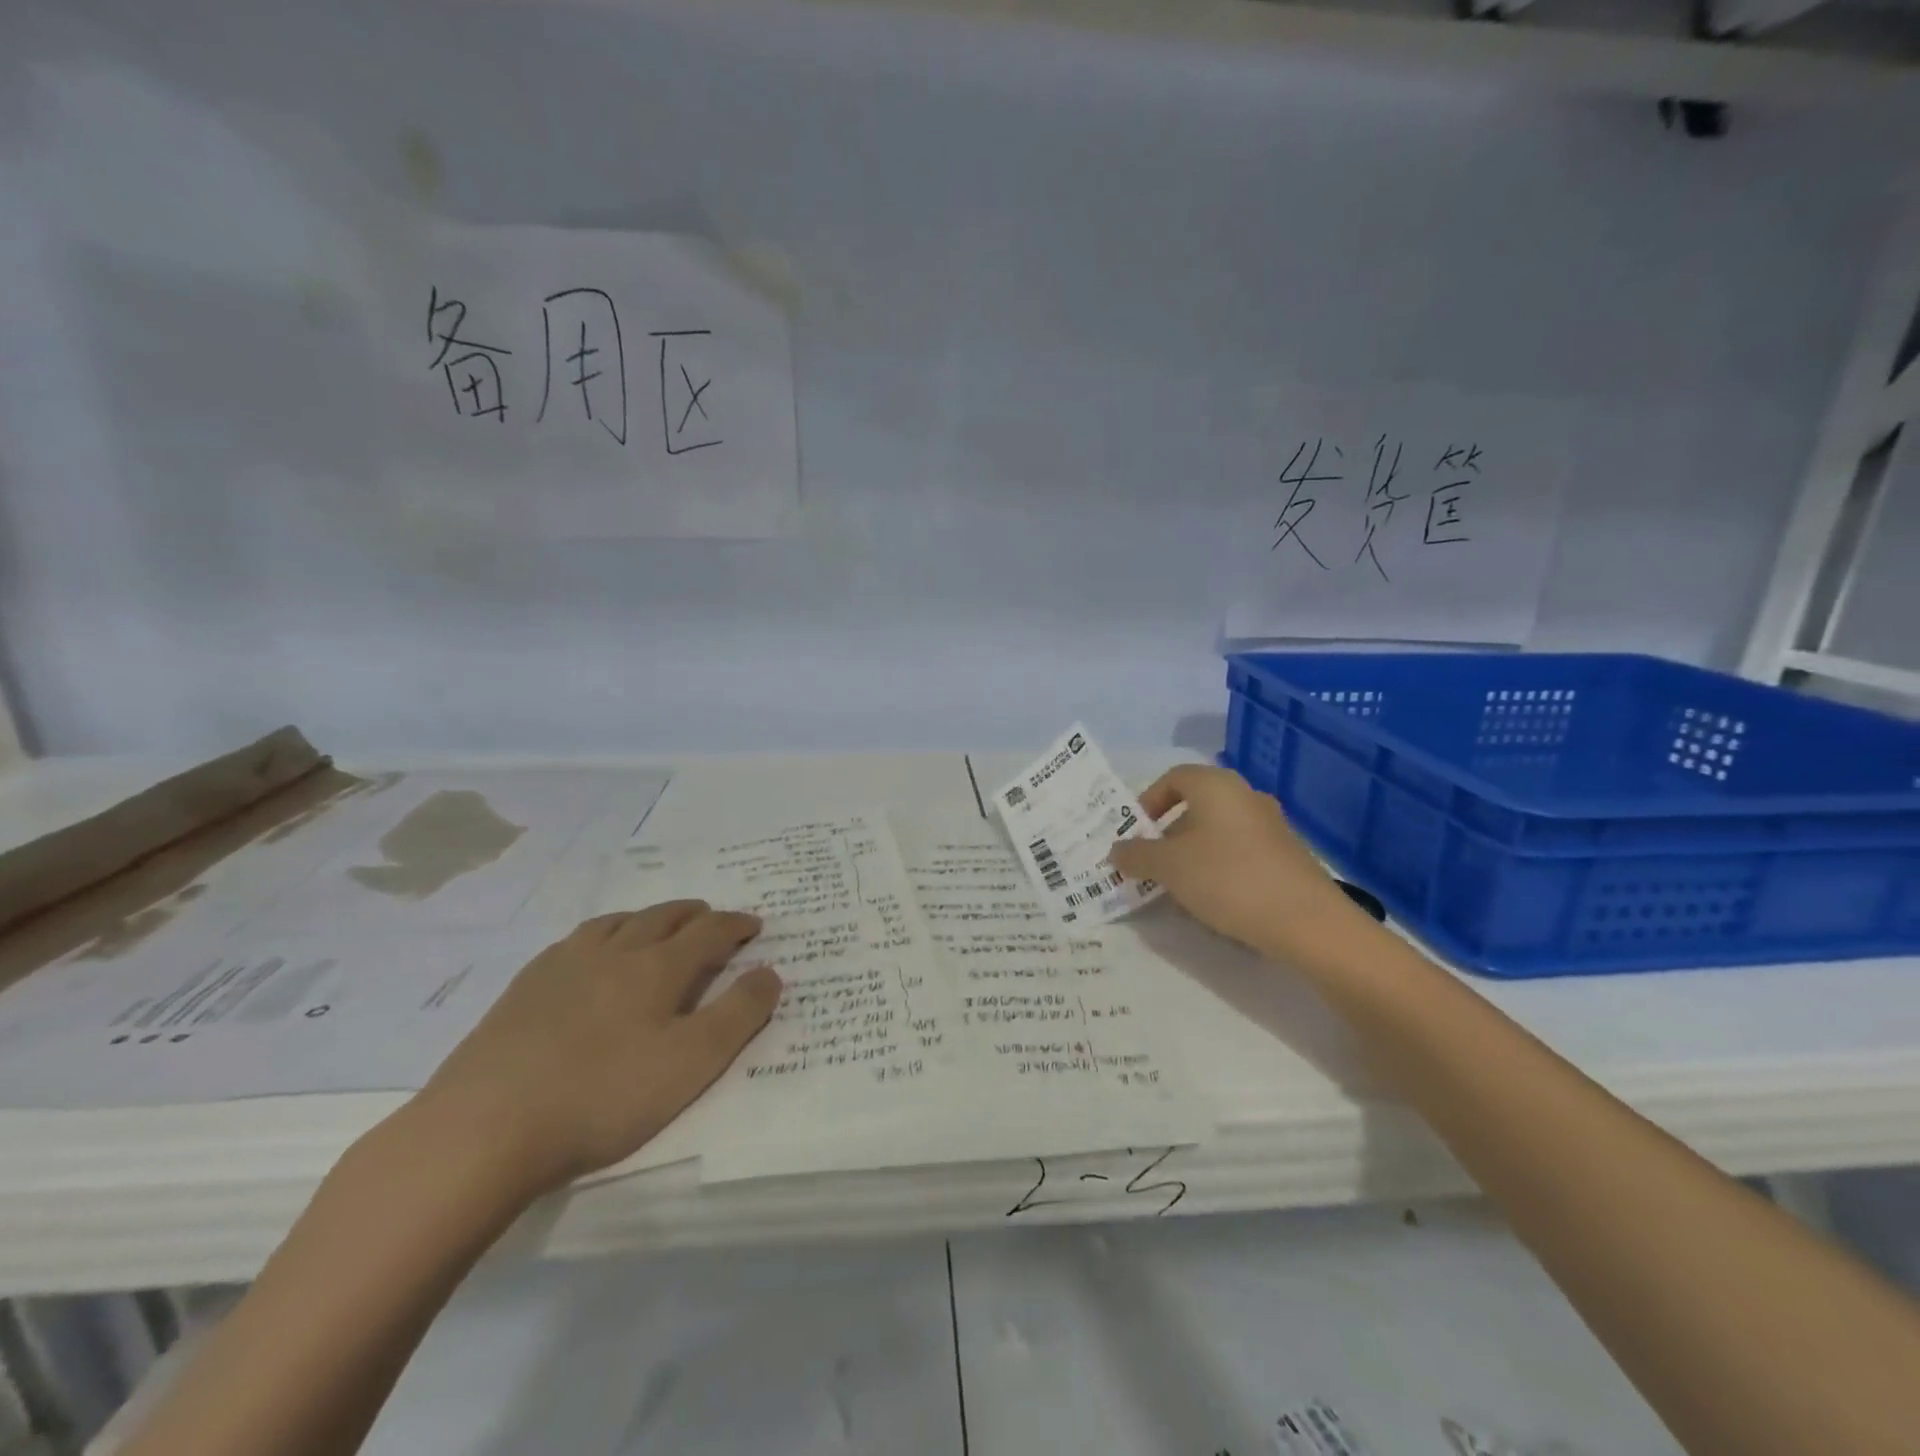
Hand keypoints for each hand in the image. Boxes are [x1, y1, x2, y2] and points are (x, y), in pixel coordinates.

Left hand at [414, 902, 781, 1198]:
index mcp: (657, 968)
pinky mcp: (524, 988)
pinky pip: (573, 941)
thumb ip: (738, 1015)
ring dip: (646, 918)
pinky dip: (600, 935)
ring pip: (616, 923)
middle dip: (695, 914)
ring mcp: (563, 966)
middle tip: (711, 919)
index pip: (709, 931)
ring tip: (656, 926)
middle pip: (662, 917)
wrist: (484, 1128)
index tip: (754, 926)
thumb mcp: (691, 1064)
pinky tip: (590, 955)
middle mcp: (614, 952)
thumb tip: (770, 972)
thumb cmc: (602, 1097)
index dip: (736, 924)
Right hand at [1109, 765, 1366, 960]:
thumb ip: (1136, 855)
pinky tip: (1215, 902)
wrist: (1307, 922)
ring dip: (1192, 855)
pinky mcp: (1287, 856)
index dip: (1148, 801)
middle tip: (1151, 865)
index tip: (1136, 834)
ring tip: (1179, 890)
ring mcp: (1271, 826)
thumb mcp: (1168, 867)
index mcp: (1216, 786)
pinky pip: (1240, 853)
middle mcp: (1246, 796)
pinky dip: (1219, 869)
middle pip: (1195, 806)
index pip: (1173, 777)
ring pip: (1217, 832)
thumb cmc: (1227, 879)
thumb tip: (1117, 849)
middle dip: (1167, 835)